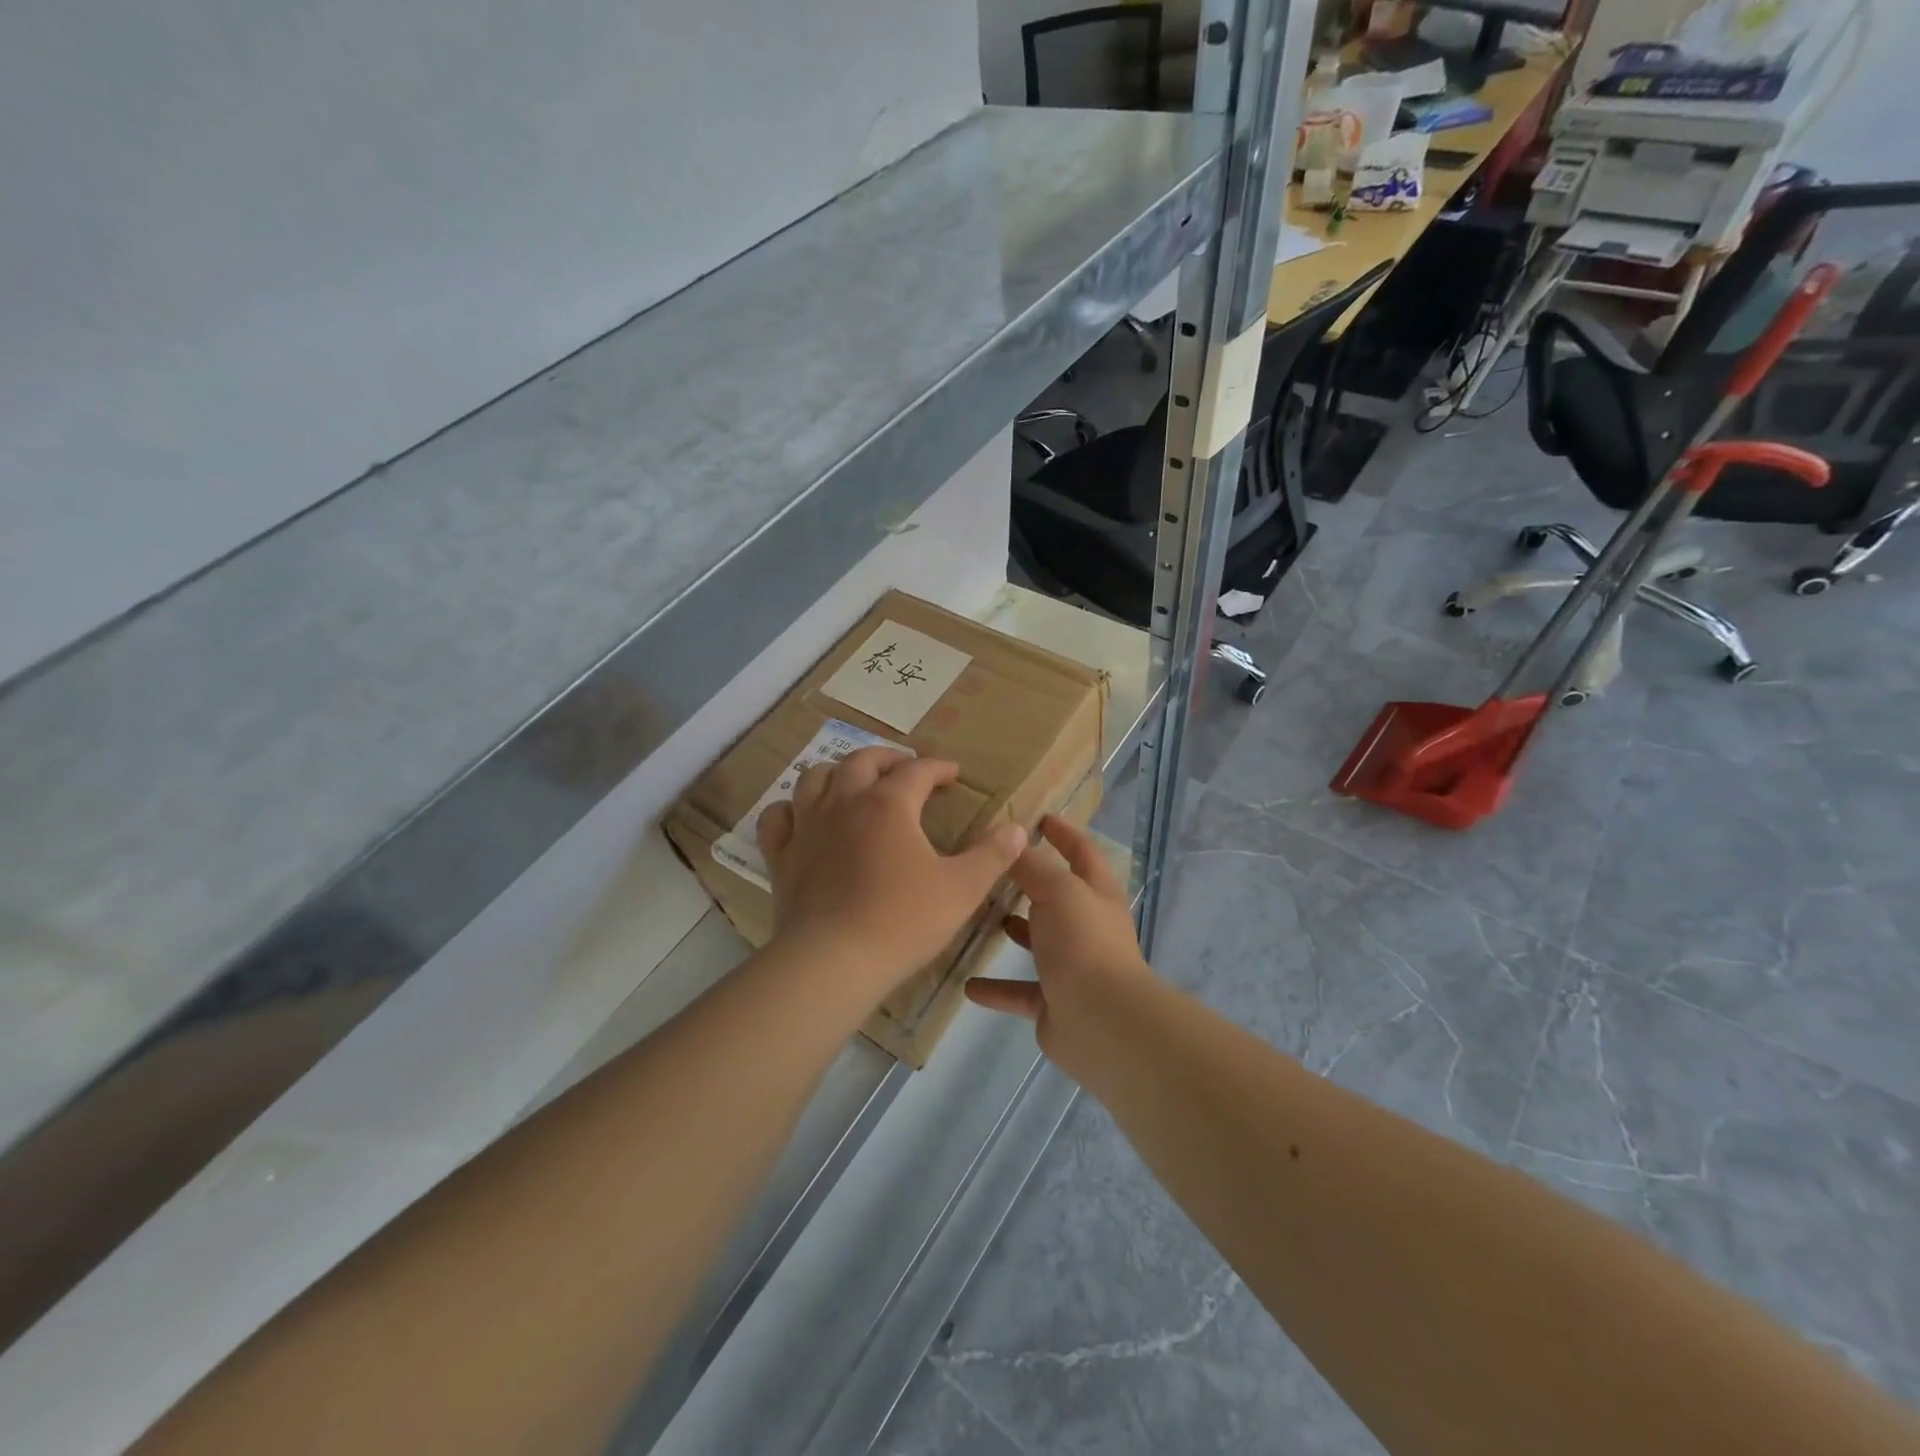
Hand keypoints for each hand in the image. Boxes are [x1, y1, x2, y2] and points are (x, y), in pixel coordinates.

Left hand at [755, 748, 1027, 1006]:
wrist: (833, 961)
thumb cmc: (902, 921)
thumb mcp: (962, 889)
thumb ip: (992, 855)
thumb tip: (1018, 828)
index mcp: (889, 805)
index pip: (917, 771)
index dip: (938, 767)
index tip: (953, 774)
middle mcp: (844, 803)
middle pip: (862, 761)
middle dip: (888, 758)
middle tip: (906, 768)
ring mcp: (808, 827)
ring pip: (815, 778)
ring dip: (838, 772)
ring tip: (854, 782)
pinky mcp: (783, 856)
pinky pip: (779, 817)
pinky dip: (792, 809)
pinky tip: (803, 817)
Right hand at [965, 815, 1152, 1075]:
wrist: (1102, 1022)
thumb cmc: (1083, 942)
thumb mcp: (1057, 891)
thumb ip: (1032, 866)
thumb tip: (1011, 839)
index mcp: (1096, 894)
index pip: (1082, 852)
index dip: (1064, 833)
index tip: (1040, 818)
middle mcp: (1088, 927)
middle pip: (1058, 897)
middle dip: (1031, 882)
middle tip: (992, 866)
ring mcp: (1072, 967)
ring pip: (1039, 943)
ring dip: (1016, 931)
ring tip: (978, 915)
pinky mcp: (1054, 1003)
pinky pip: (1020, 991)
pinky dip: (997, 988)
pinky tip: (967, 983)